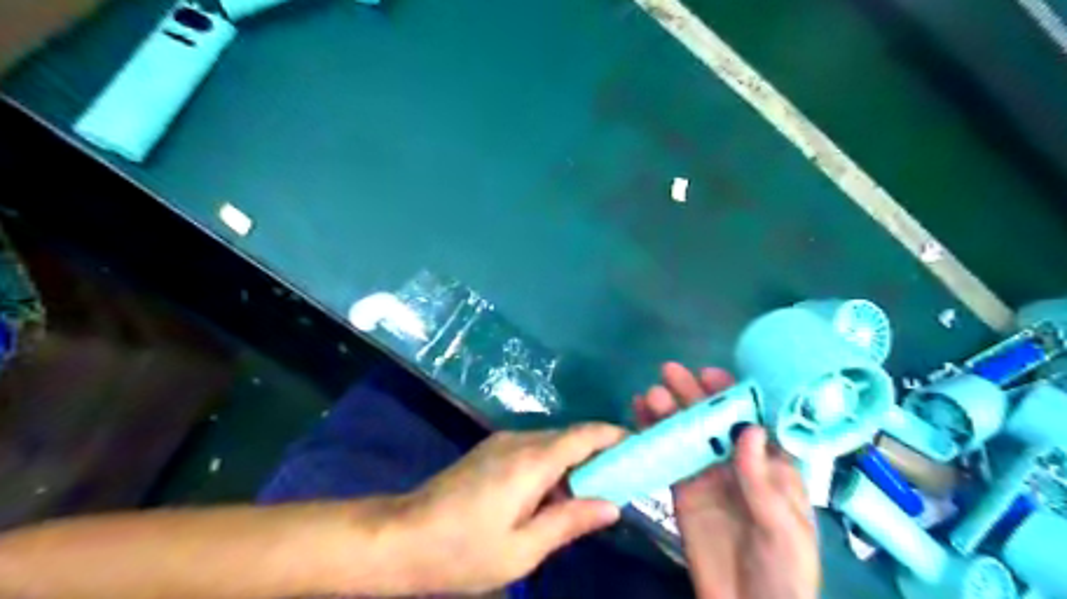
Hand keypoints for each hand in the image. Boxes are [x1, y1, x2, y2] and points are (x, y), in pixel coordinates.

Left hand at [391, 423, 626, 597]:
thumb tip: (612, 505)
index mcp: (532, 461)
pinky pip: (533, 449)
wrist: (401, 536)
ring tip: (590, 492)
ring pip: (551, 442)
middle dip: (599, 452)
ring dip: (574, 460)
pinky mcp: (490, 450)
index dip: (613, 436)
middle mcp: (519, 440)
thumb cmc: (462, 550)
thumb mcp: (522, 550)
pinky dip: (552, 464)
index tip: (638, 446)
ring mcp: (502, 442)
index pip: (584, 436)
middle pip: (570, 437)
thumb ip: (569, 522)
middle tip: (622, 478)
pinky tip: (551, 494)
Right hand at [632, 363, 817, 597]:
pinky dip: (653, 435)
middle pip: (714, 421)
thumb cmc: (785, 571)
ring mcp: (708, 476)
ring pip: (688, 435)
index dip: (734, 394)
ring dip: (669, 411)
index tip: (712, 374)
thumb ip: (763, 481)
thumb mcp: (784, 528)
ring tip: (651, 393)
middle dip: (694, 395)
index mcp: (771, 466)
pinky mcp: (683, 492)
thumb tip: (749, 430)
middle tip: (670, 372)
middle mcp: (738, 464)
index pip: (753, 419)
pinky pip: (668, 458)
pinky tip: (640, 416)